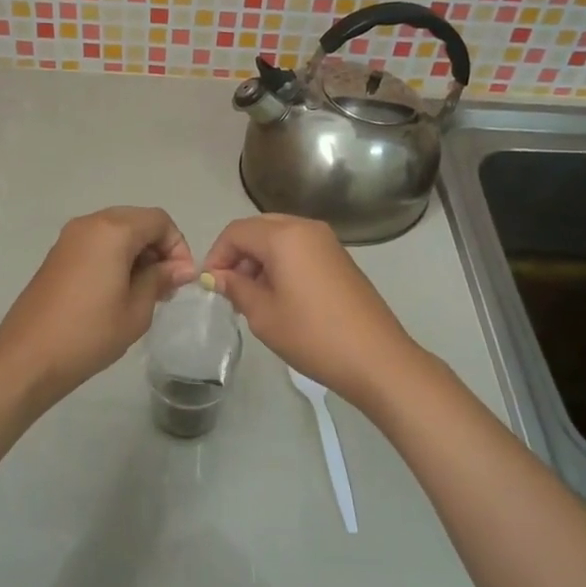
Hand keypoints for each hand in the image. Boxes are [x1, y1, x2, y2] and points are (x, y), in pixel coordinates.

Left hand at [0, 206, 196, 404]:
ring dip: (136, 253)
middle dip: (157, 247)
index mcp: (113, 230)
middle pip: (137, 220)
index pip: (159, 220)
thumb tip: (182, 268)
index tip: (181, 279)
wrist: (29, 357)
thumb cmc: (90, 333)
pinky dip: (114, 257)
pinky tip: (117, 291)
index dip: (178, 246)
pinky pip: (96, 243)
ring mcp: (69, 238)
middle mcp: (89, 223)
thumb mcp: (136, 309)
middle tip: (166, 285)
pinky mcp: (57, 255)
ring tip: (143, 291)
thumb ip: (160, 279)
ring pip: (116, 231)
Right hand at [202, 215, 427, 414]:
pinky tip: (280, 296)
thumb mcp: (263, 314)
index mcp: (285, 236)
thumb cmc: (312, 335)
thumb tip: (215, 276)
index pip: (236, 231)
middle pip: (259, 228)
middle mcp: (307, 228)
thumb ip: (235, 287)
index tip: (210, 286)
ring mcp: (328, 242)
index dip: (216, 255)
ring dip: (259, 259)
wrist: (376, 358)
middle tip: (230, 289)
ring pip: (280, 237)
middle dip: (238, 254)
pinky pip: (300, 248)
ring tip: (253, 297)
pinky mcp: (340, 258)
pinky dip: (281, 263)